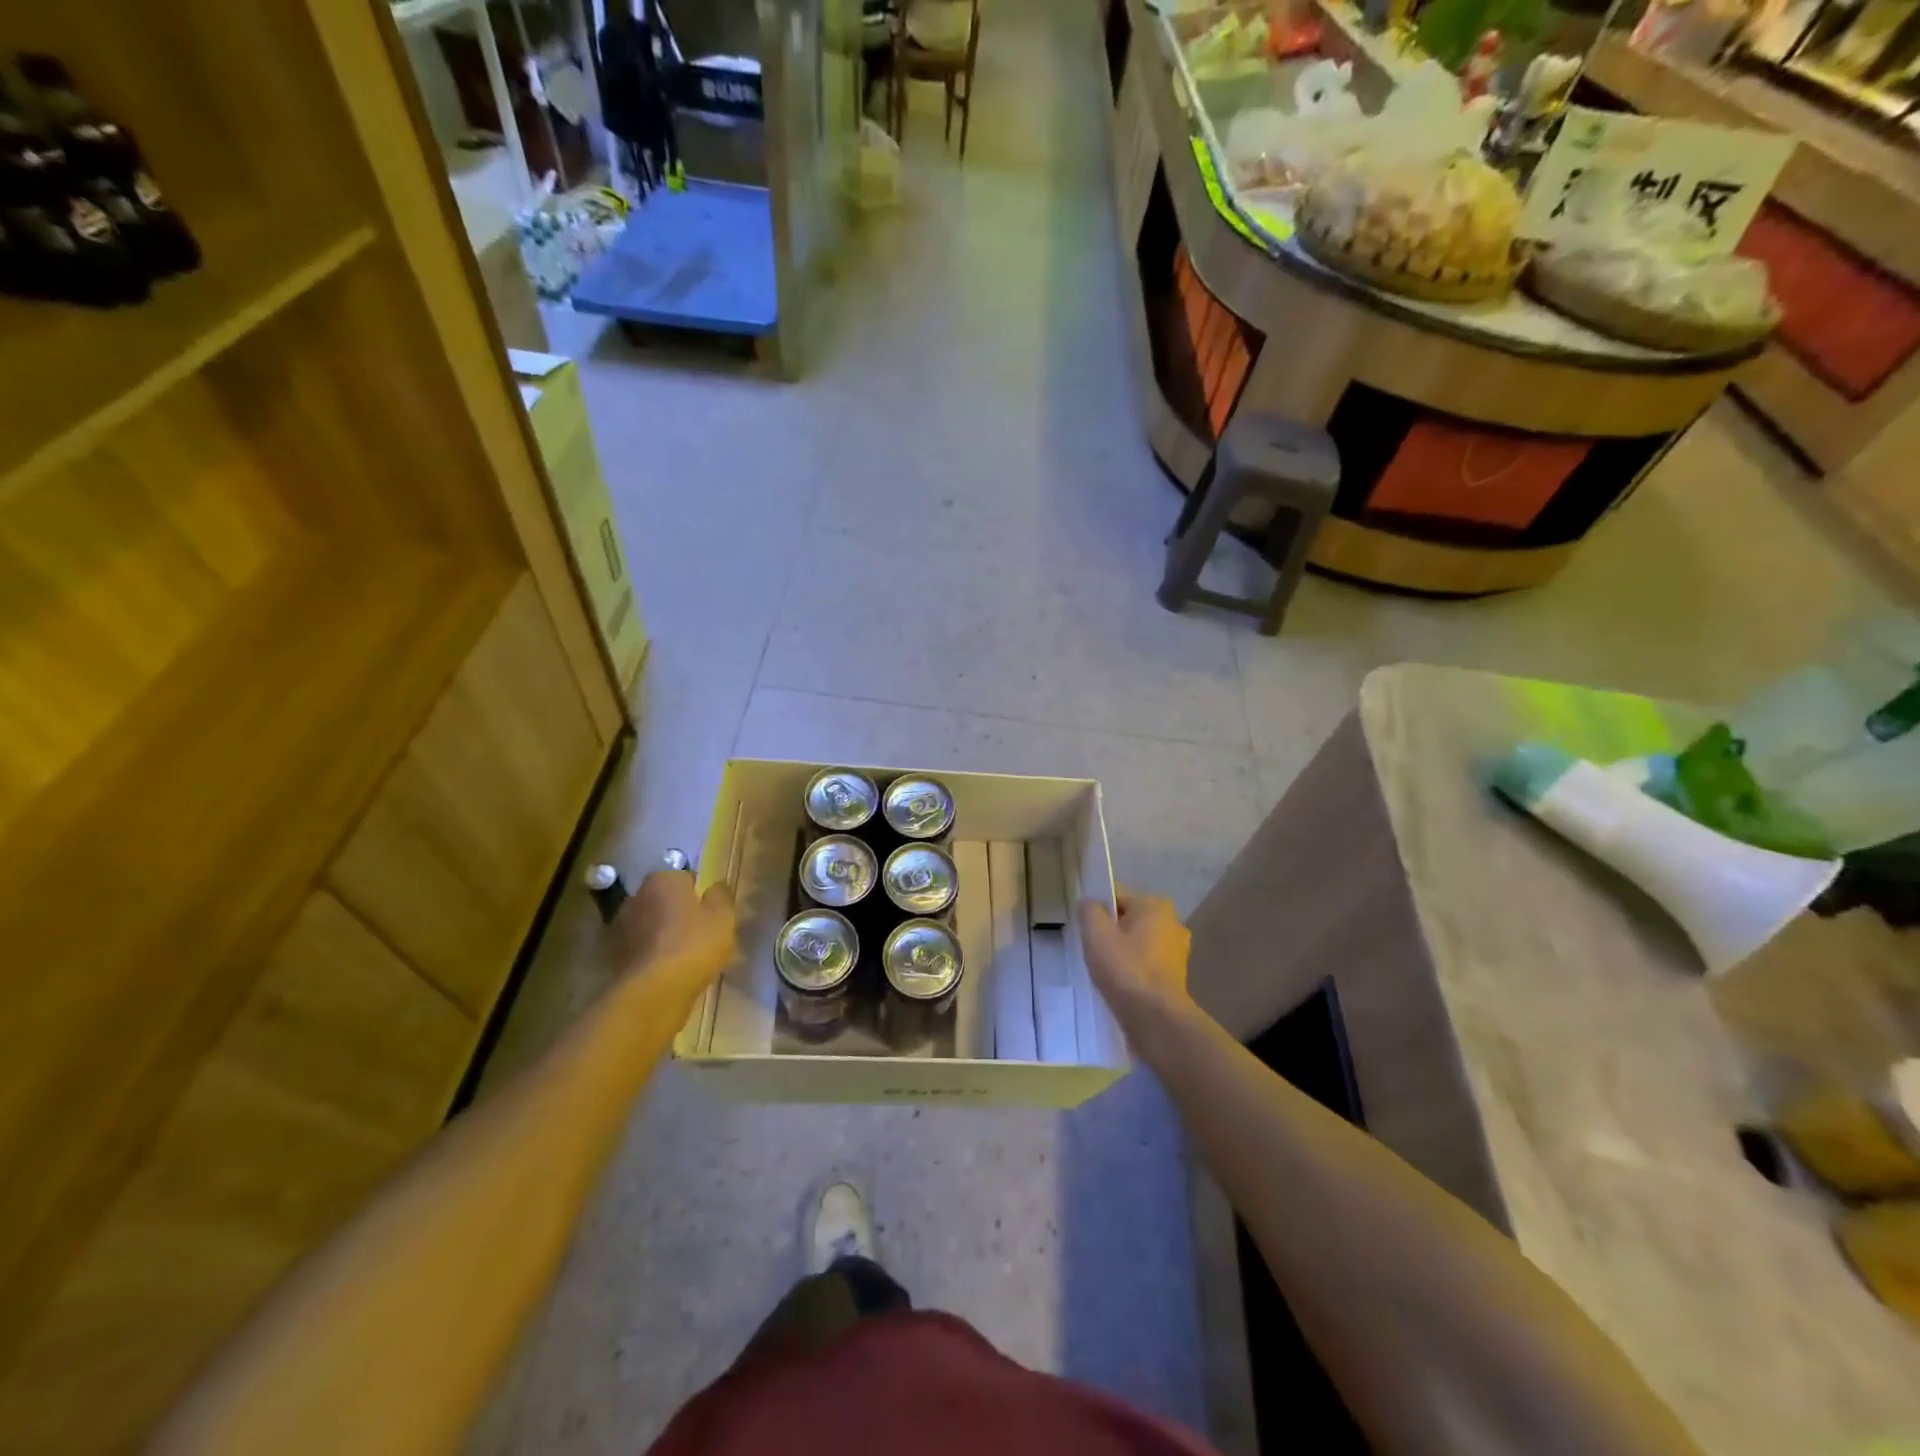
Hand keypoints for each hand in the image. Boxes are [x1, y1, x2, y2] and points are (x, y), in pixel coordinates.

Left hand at [613, 870, 736, 1005]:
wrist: (654, 991)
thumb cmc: (694, 944)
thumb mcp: (723, 917)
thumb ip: (721, 896)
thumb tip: (715, 887)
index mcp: (663, 880)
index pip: (685, 878)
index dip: (699, 895)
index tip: (709, 913)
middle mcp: (636, 896)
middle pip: (662, 900)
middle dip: (676, 912)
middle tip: (697, 933)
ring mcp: (619, 927)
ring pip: (648, 925)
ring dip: (660, 934)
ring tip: (680, 957)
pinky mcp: (611, 956)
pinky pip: (638, 949)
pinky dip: (649, 955)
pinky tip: (664, 972)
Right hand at [1078, 889, 1192, 1026]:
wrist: (1156, 1019)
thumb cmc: (1126, 969)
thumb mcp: (1096, 933)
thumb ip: (1089, 910)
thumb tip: (1089, 904)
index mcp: (1156, 905)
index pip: (1117, 896)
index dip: (1096, 910)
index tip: (1084, 929)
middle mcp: (1172, 922)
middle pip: (1128, 919)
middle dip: (1110, 931)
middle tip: (1092, 949)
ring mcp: (1177, 950)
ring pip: (1137, 941)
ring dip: (1121, 951)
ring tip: (1104, 969)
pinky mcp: (1176, 975)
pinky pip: (1146, 961)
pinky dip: (1133, 968)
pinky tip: (1119, 983)